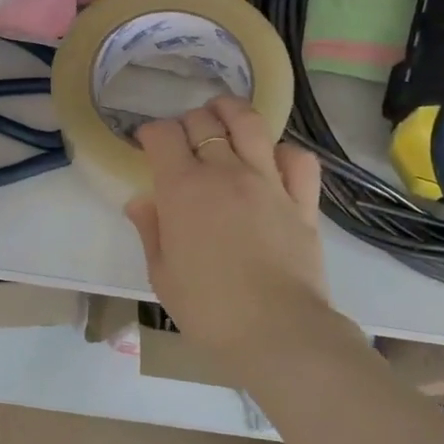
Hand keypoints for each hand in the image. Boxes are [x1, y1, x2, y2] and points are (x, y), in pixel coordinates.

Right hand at [124, 96, 332, 355]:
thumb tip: (141, 200)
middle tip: (182, 137)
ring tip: (223, 113)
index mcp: (183, 189)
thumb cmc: (209, 310)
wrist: (277, 332)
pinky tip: (273, 159)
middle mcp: (225, 173)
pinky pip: (298, 159)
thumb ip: (151, 230)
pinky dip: (285, 151)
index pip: (163, 135)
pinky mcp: (302, 201)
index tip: (147, 142)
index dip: (151, 132)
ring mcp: (268, 182)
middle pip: (204, 122)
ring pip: (250, 124)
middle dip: (187, 121)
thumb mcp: (162, 275)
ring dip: (232, 111)